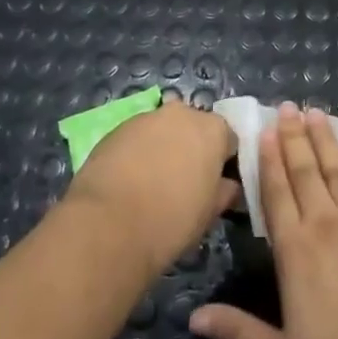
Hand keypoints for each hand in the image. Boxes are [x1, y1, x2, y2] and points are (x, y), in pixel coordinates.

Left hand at [64, 98, 239, 276]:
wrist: (109, 224)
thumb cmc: (172, 220)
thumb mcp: (210, 213)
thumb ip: (225, 192)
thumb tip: (228, 186)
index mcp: (213, 129)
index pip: (228, 140)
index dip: (223, 163)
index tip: (215, 185)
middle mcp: (182, 113)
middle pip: (194, 128)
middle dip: (192, 149)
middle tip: (184, 183)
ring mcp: (147, 118)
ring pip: (163, 131)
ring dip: (162, 149)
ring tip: (152, 185)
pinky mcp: (116, 129)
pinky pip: (136, 139)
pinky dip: (137, 154)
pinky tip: (129, 183)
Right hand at [189, 104, 337, 338]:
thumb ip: (239, 332)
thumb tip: (193, 316)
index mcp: (295, 251)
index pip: (277, 194)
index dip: (268, 161)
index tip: (264, 131)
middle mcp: (326, 223)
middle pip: (306, 171)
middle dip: (294, 137)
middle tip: (287, 107)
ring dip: (325, 139)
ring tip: (316, 113)